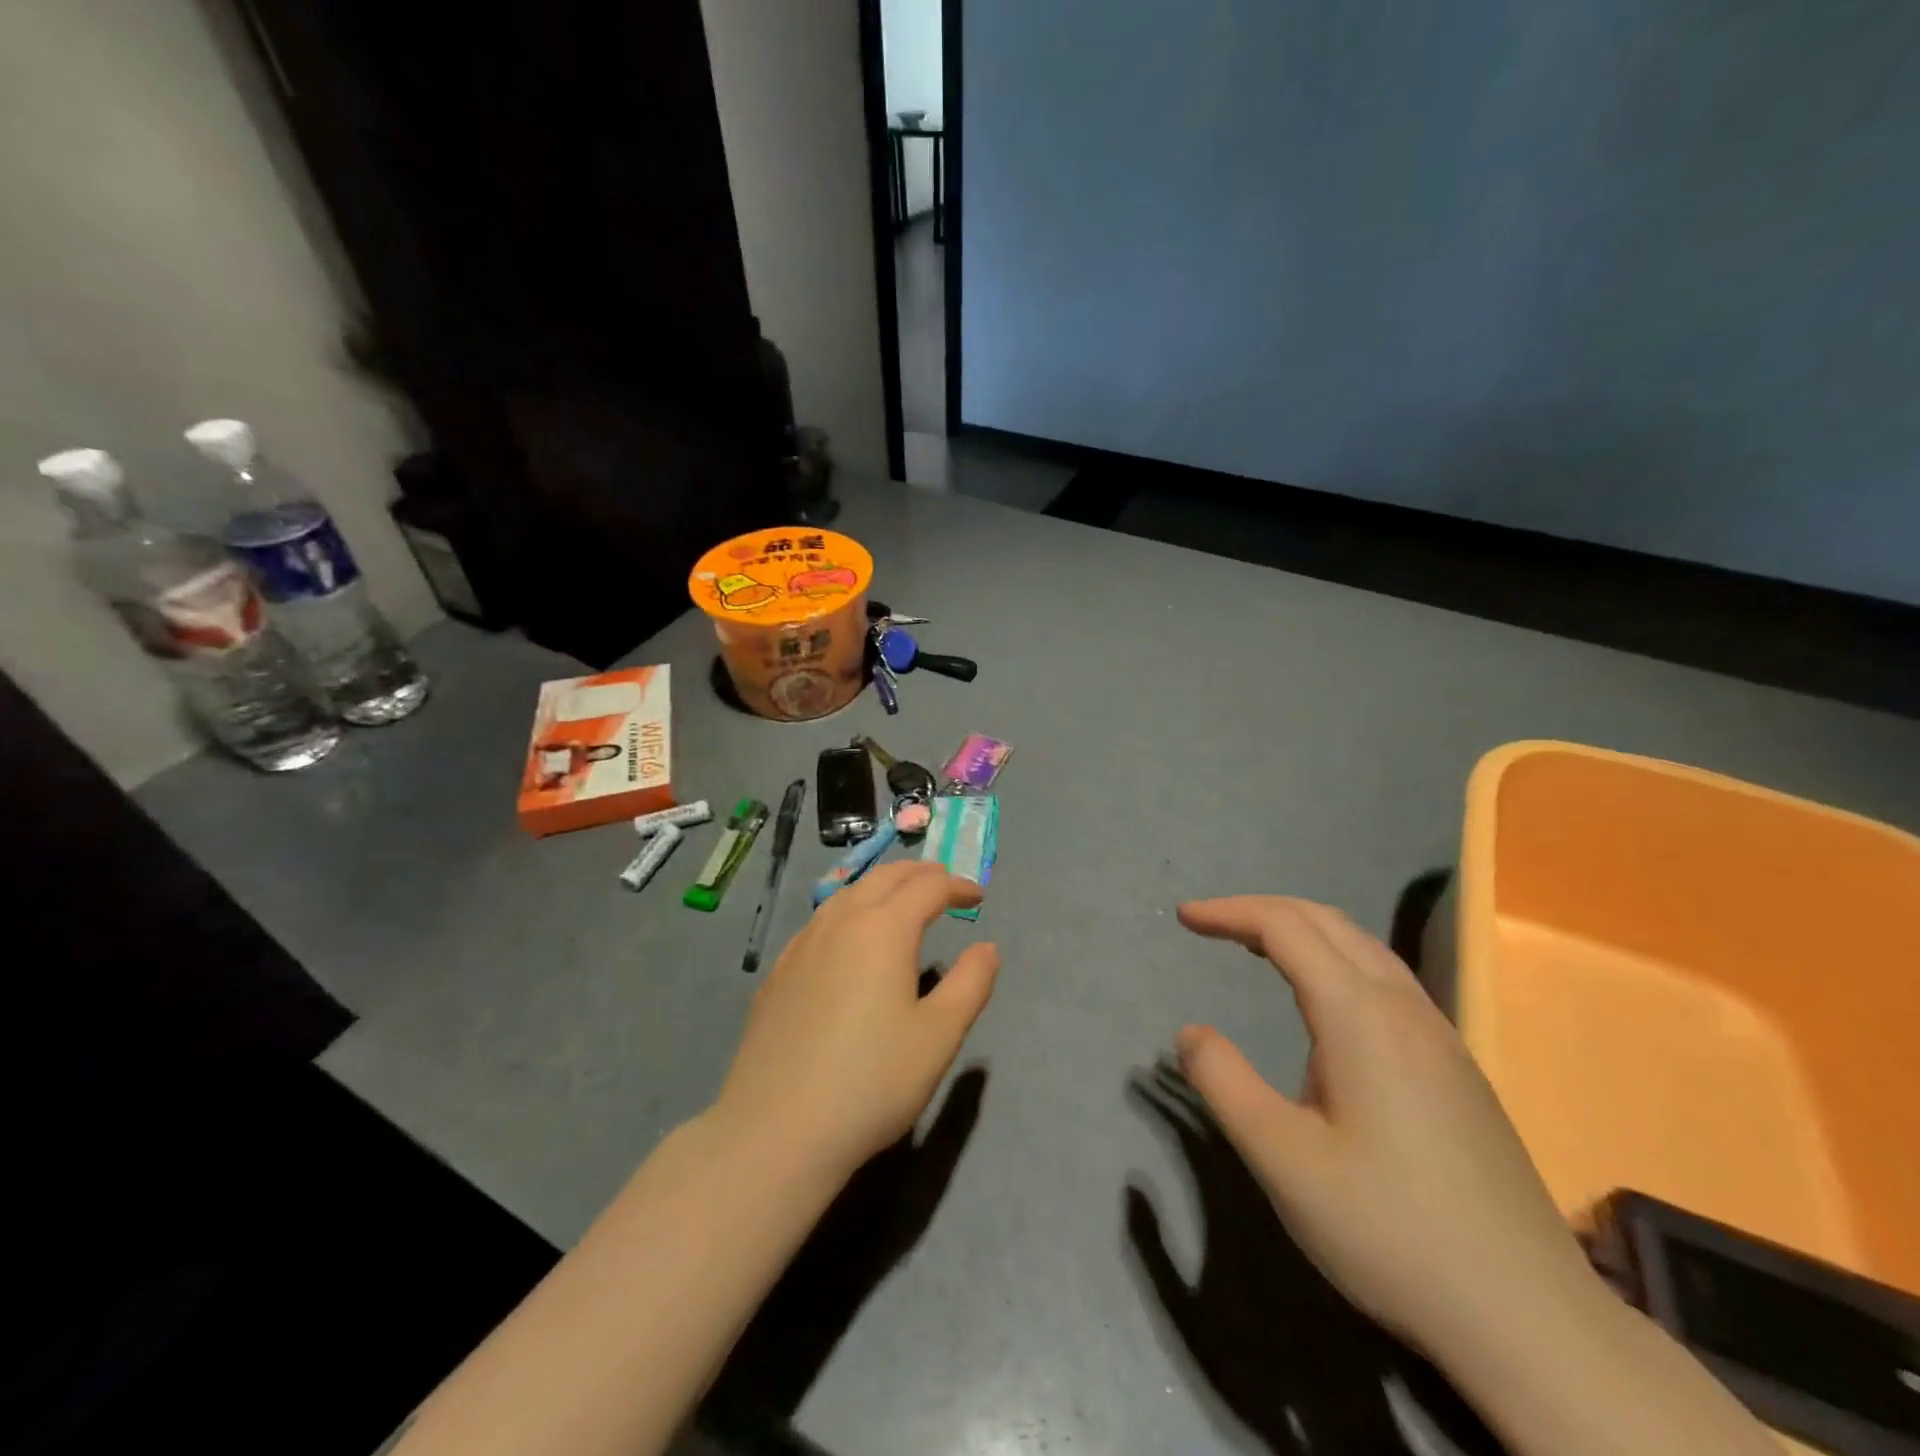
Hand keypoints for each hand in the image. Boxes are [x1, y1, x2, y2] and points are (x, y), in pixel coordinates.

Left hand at [713, 862, 999, 1184]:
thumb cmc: (872, 1081)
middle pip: (883, 878)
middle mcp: (841, 922)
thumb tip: (987, 948)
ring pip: (847, 894)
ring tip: (899, 900)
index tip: (977, 894)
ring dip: (880, 887)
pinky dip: (848, 911)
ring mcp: (803, 945)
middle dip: (918, 874)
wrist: (777, 1129)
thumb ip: (970, 984)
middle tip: (942, 882)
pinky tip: (847, 939)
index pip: (927, 888)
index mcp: (883, 929)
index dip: (956, 885)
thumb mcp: (938, 1036)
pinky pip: (821, 921)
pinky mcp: (778, 972)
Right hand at [1173, 896, 1594, 1357]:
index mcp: (1359, 1015)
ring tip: (1257, 946)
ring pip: (1363, 946)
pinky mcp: (1456, 1066)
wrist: (1530, 1316)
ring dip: (1303, 930)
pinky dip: (1336, 958)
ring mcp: (1439, 1035)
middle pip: (1326, 922)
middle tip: (1212, 922)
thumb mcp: (1282, 1158)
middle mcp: (1403, 1007)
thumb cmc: (1390, 1229)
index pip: (1284, 927)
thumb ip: (1224, 1083)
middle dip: (1262, 909)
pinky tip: (1325, 1001)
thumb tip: (1191, 1033)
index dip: (1230, 912)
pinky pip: (1386, 978)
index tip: (1184, 916)